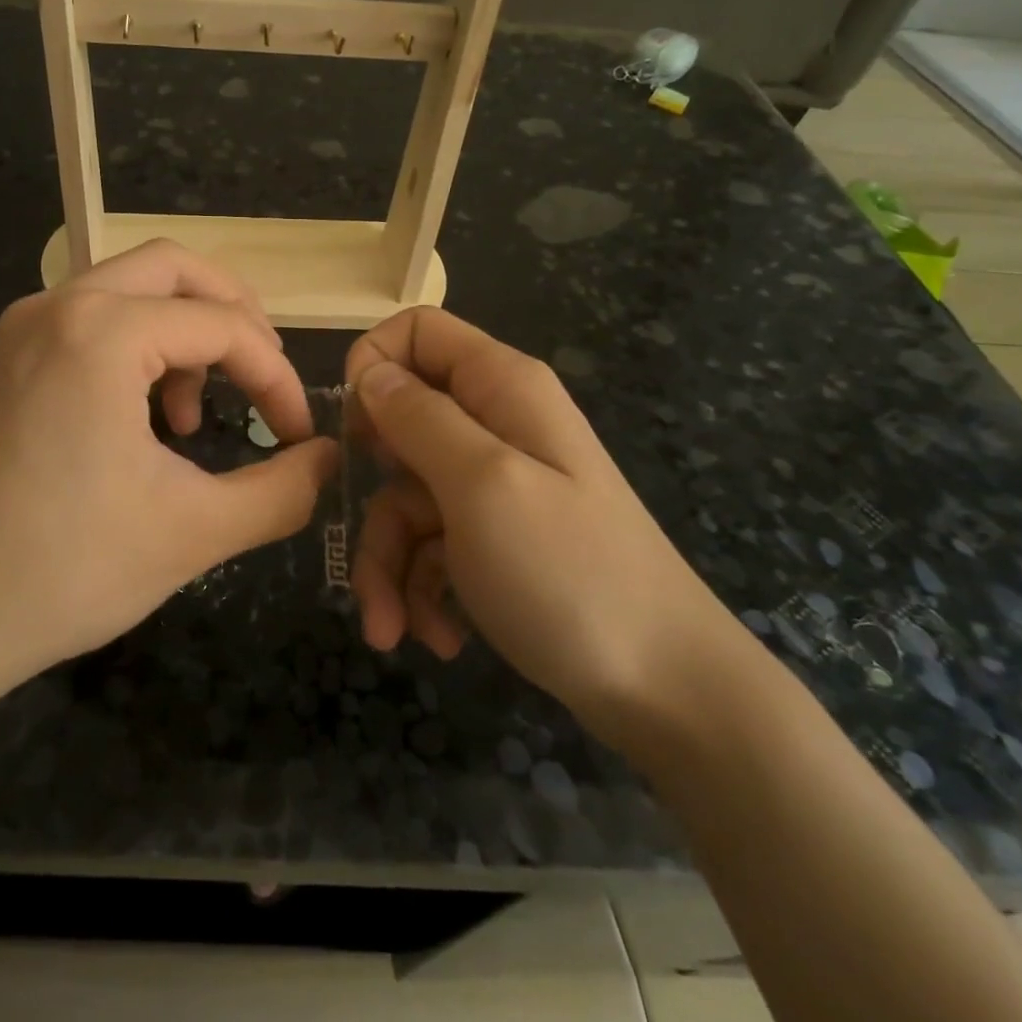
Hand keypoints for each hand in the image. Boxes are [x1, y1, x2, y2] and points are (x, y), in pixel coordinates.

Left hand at [0, 241, 338, 682]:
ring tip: (197, 410)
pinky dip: (138, 345)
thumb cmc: (66, 570)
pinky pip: (92, 319)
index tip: (298, 435)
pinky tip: (146, 416)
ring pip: (130, 286)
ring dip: (184, 329)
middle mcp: (59, 306)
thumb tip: (330, 459)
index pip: (224, 326)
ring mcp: (24, 327)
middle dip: (234, 313)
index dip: (276, 377)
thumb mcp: (195, 531)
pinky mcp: (8, 358)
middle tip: (264, 372)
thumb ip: (282, 490)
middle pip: (175, 267)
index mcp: (102, 331)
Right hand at [345, 308, 741, 742]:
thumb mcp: (480, 484)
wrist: (667, 690)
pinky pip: (432, 542)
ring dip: (389, 564)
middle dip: (373, 494)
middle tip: (365, 542)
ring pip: (407, 497)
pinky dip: (422, 588)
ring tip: (392, 630)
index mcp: (501, 387)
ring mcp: (497, 483)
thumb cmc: (569, 573)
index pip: (417, 331)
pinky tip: (439, 636)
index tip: (354, 431)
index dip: (373, 365)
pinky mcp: (495, 537)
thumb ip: (419, 418)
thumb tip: (369, 374)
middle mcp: (497, 424)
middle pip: (401, 426)